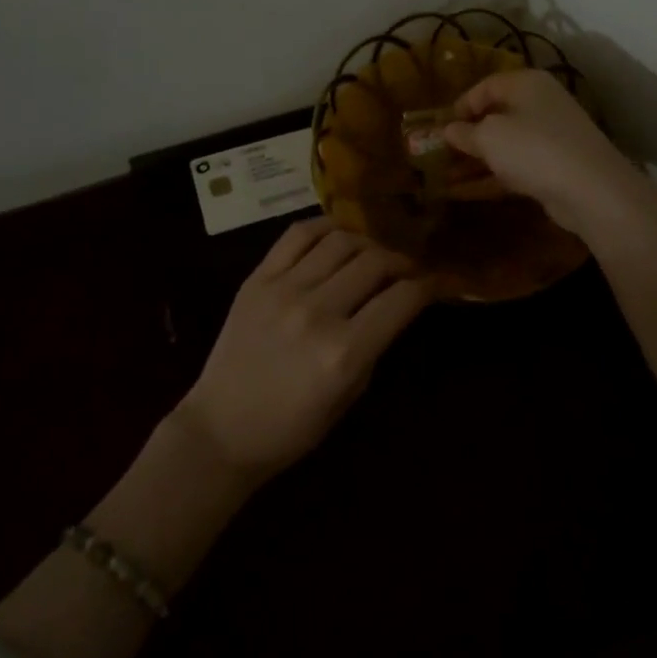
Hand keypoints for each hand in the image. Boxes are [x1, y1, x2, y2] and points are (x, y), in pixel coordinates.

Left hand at [173, 220, 431, 485]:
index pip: (401, 299)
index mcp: (344, 352)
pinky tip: (337, 236)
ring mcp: (283, 289)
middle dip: (401, 262)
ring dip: (367, 243)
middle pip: (375, 262)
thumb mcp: (348, 396)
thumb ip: (375, 346)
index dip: (428, 285)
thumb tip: (397, 305)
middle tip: (406, 269)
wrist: (220, 429)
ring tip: (372, 254)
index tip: (436, 281)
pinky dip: (325, 227)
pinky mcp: (257, 278)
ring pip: (340, 241)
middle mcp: (317, 312)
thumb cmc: (291, 428)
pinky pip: (297, 235)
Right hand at [441, 69, 651, 239]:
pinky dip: (491, 177)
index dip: (460, 105)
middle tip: (440, 153)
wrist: (591, 190)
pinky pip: (515, 167)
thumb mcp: (489, 137)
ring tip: (444, 177)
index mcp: (526, 84)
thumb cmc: (533, 148)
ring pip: (504, 145)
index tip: (440, 127)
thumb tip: (449, 130)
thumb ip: (464, 132)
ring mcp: (550, 137)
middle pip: (496, 116)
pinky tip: (464, 192)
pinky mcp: (554, 167)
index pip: (485, 86)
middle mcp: (540, 104)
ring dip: (474, 161)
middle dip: (466, 136)